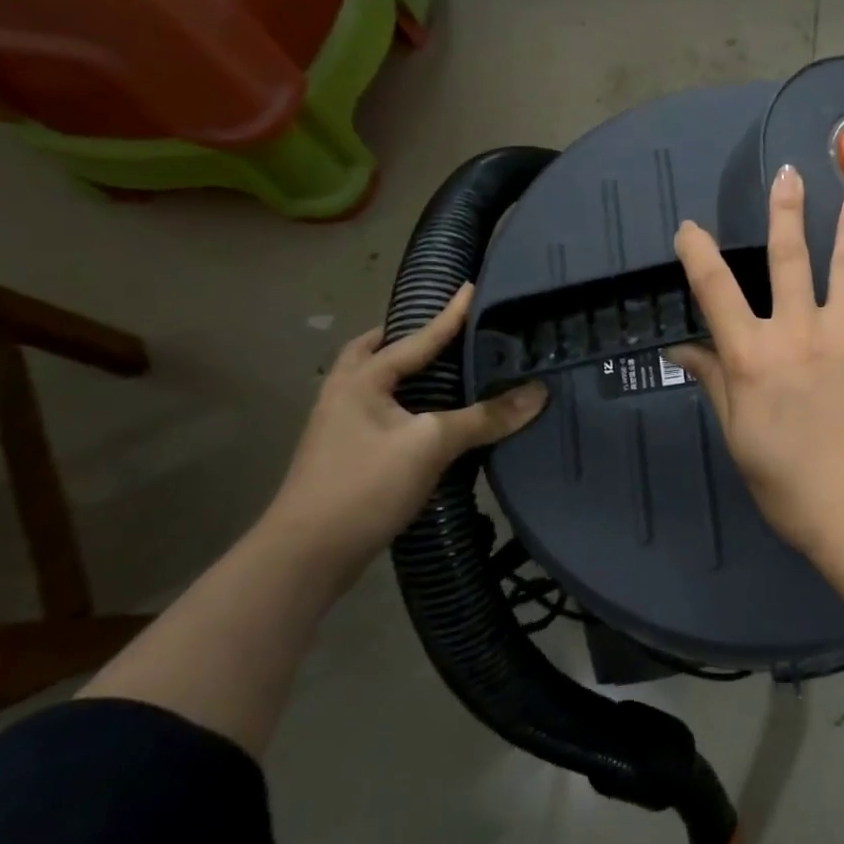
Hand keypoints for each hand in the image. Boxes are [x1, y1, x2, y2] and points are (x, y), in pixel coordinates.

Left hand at [266, 283, 547, 569]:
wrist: (305, 556)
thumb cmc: (364, 485)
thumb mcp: (431, 445)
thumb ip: (485, 417)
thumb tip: (538, 393)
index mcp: (361, 380)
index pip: (416, 338)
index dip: (449, 315)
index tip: (472, 287)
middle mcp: (344, 395)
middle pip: (371, 353)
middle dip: (402, 338)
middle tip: (437, 333)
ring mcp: (338, 428)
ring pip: (371, 384)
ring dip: (400, 372)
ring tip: (437, 371)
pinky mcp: (344, 458)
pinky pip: (377, 412)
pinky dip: (402, 403)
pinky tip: (425, 420)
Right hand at [669, 165, 843, 557]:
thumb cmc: (789, 484)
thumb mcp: (740, 437)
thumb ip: (717, 384)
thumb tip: (684, 349)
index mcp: (754, 355)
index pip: (716, 291)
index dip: (698, 254)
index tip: (690, 228)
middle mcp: (798, 332)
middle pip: (789, 260)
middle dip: (787, 213)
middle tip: (789, 173)